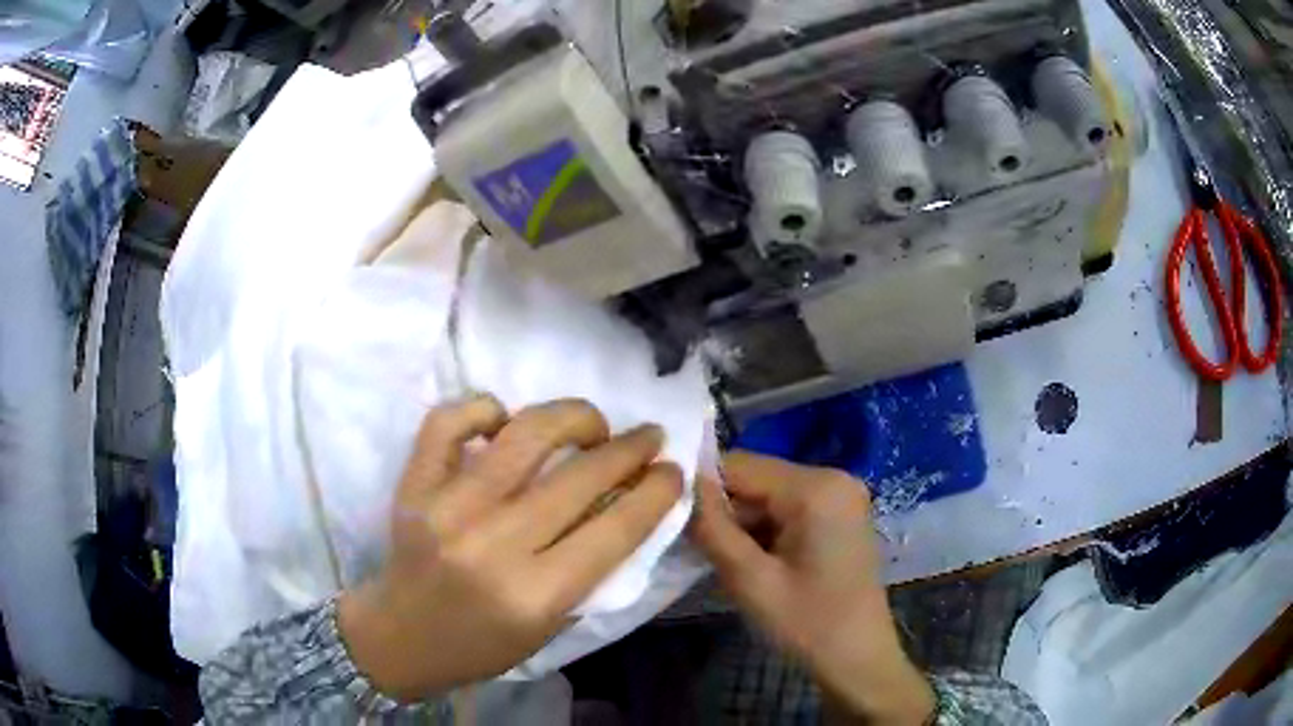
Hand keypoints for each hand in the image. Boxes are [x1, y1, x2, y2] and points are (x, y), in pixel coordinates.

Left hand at [338, 395, 681, 700]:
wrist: (400, 637)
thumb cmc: (482, 644)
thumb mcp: (551, 625)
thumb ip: (590, 568)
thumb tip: (626, 503)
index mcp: (534, 594)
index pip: (615, 529)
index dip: (656, 492)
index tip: (672, 470)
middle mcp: (493, 544)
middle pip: (580, 477)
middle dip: (630, 449)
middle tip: (648, 437)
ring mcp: (447, 507)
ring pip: (526, 434)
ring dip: (574, 417)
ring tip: (592, 425)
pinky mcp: (414, 484)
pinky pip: (450, 421)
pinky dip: (485, 409)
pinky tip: (504, 421)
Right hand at [692, 452, 934, 725]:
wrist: (859, 659)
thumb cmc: (807, 625)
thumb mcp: (750, 581)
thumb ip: (712, 528)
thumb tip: (681, 484)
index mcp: (816, 488)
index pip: (739, 464)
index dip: (702, 489)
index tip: (674, 520)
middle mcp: (833, 477)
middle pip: (757, 477)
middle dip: (725, 510)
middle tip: (700, 550)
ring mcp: (841, 495)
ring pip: (770, 494)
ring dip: (743, 523)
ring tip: (728, 562)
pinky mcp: (840, 514)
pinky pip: (789, 507)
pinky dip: (765, 529)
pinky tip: (756, 562)